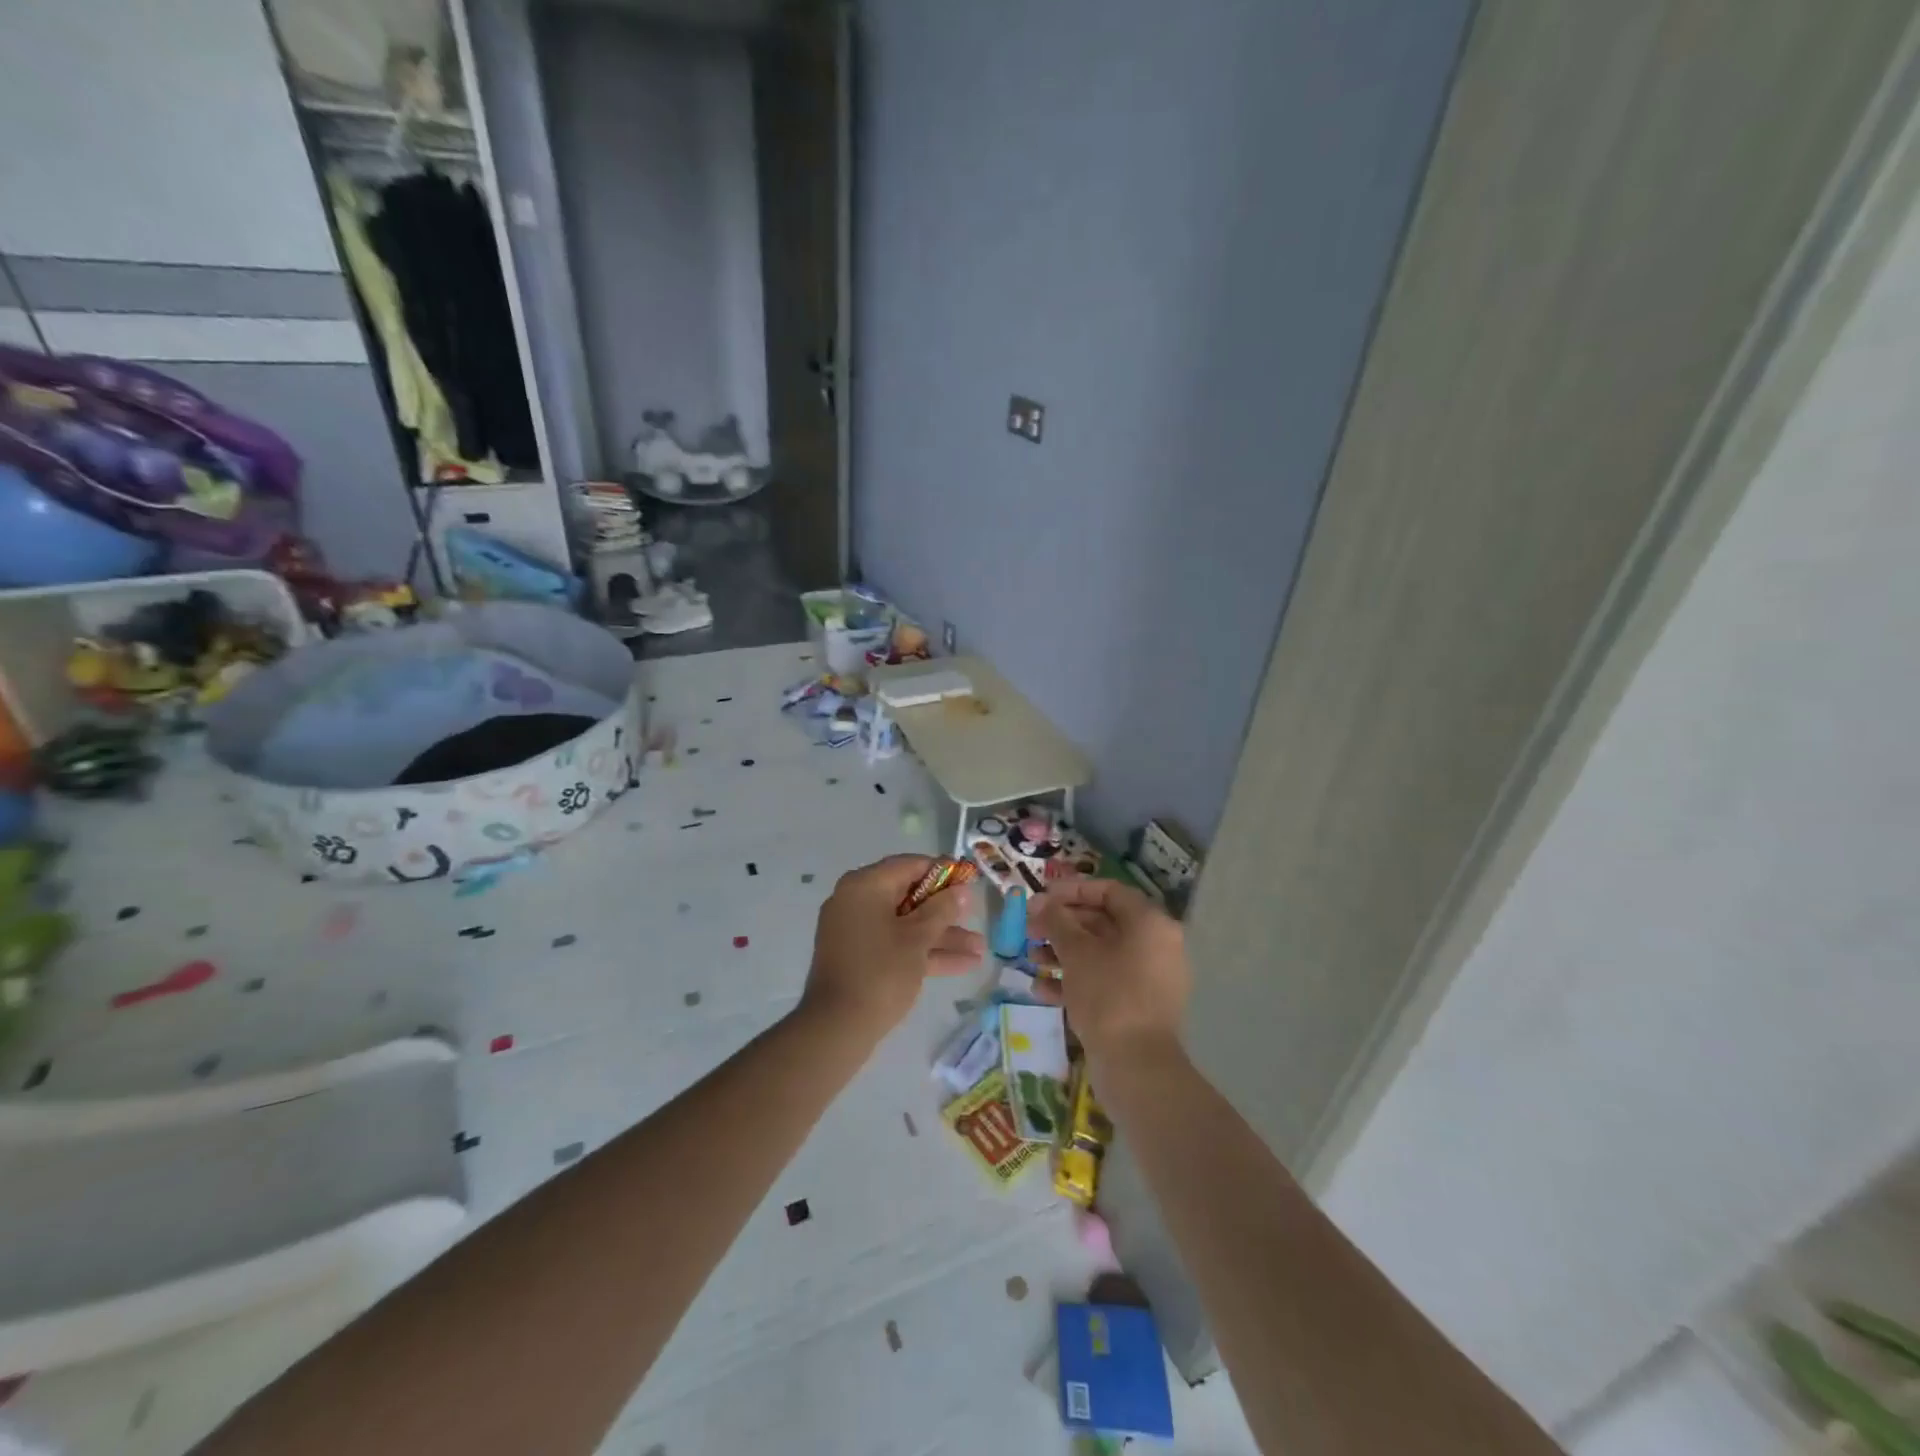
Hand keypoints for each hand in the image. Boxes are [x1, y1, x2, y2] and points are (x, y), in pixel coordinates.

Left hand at [799, 855, 984, 1036]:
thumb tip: (960, 891)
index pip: (909, 865)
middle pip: (909, 897)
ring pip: (906, 925)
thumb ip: (942, 910)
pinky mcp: (860, 958)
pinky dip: (923, 952)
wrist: (837, 1028)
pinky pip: (896, 945)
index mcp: (865, 886)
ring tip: (980, 950)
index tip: (969, 882)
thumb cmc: (880, 972)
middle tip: (976, 917)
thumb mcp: (917, 938)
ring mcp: (856, 931)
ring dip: (942, 936)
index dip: (943, 872)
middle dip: (946, 912)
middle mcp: (857, 901)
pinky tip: (963, 964)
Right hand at [1031, 878, 1190, 1061]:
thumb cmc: (1108, 995)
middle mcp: (1155, 945)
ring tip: (1031, 958)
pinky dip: (1075, 980)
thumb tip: (1040, 902)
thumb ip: (1056, 921)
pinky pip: (1104, 980)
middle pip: (1103, 922)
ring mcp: (1149, 978)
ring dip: (1063, 952)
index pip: (1109, 891)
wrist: (1137, 1066)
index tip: (1041, 898)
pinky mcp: (1138, 1006)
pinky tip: (1041, 989)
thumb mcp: (1076, 952)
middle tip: (1029, 929)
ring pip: (1100, 953)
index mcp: (1149, 923)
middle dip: (1062, 924)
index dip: (1072, 890)